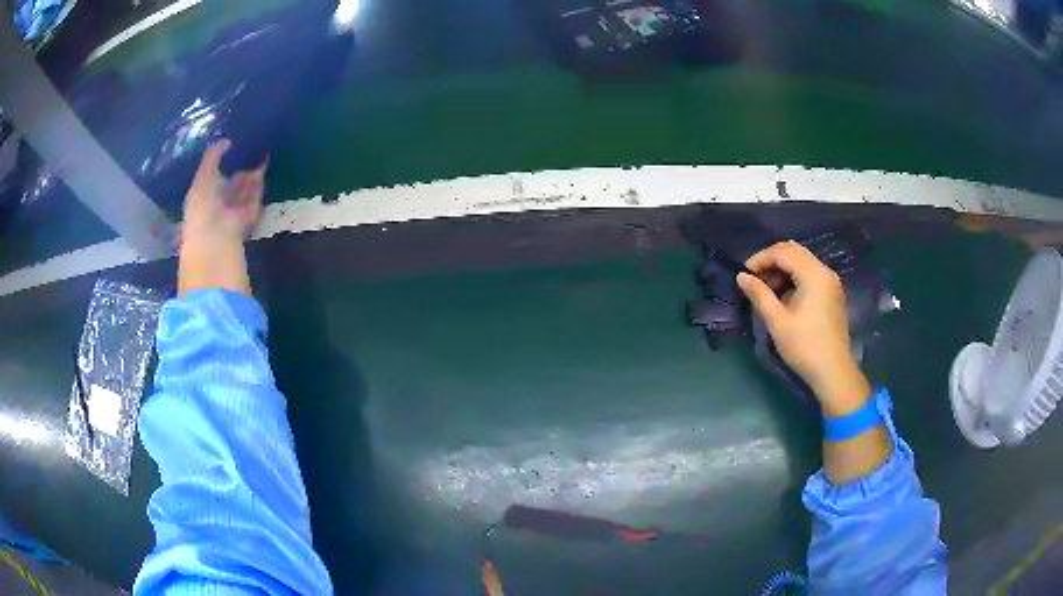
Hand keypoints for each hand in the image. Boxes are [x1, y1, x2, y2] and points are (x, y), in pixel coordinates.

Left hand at [182, 140, 268, 245]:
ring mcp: (233, 213)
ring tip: (261, 156)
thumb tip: (226, 140)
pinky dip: (258, 187)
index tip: (232, 150)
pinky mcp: (248, 218)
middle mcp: (217, 205)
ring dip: (251, 177)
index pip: (213, 180)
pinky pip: (254, 199)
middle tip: (250, 152)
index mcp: (202, 196)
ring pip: (243, 192)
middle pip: (230, 187)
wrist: (216, 235)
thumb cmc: (203, 204)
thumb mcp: (203, 175)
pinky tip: (264, 170)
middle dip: (239, 172)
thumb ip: (213, 155)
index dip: (220, 166)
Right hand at [736, 241, 869, 415]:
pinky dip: (794, 277)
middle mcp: (824, 271)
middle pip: (794, 251)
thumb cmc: (804, 346)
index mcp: (813, 274)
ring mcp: (831, 281)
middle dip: (771, 260)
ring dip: (782, 269)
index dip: (760, 258)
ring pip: (802, 261)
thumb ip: (759, 294)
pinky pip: (810, 273)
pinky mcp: (833, 293)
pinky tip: (784, 297)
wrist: (833, 372)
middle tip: (754, 279)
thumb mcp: (777, 322)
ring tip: (767, 290)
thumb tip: (741, 277)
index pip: (782, 252)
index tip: (744, 275)